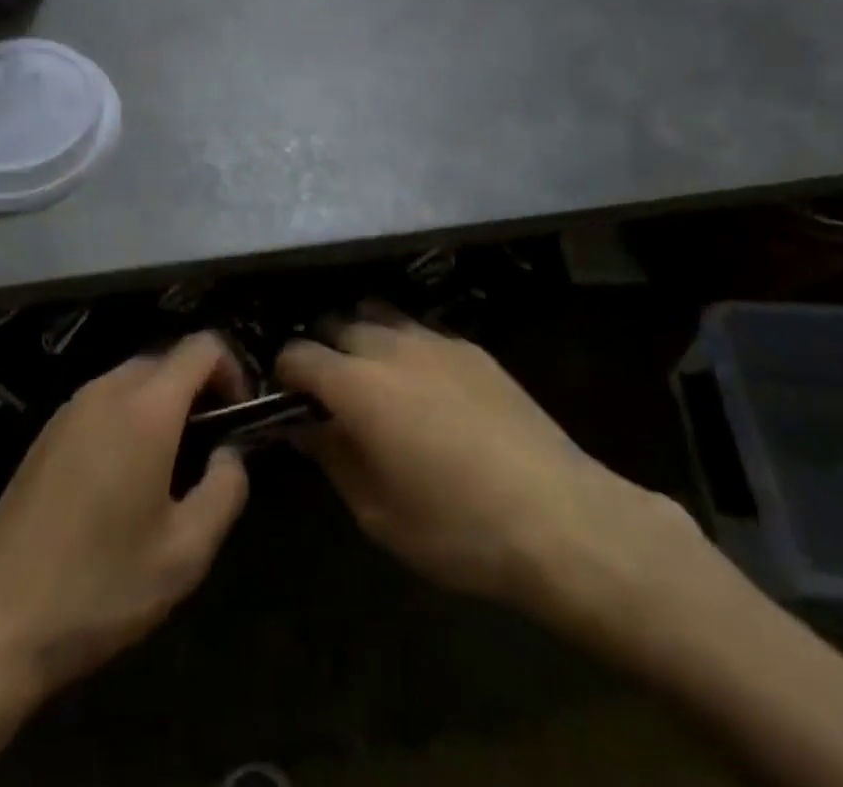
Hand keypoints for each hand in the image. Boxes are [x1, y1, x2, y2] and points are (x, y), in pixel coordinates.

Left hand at [0, 332, 249, 698]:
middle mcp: (106, 390)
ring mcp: (70, 408)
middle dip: (199, 390)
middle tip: (209, 449)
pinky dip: (129, 418)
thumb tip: (229, 453)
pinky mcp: (46, 433)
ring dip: (163, 405)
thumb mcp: (186, 552)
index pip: (203, 347)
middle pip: (168, 359)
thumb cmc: (100, 586)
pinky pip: (103, 402)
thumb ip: (226, 488)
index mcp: (146, 407)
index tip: (240, 419)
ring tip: (169, 469)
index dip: (233, 370)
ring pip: (134, 379)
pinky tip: (122, 480)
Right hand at [278, 310, 711, 653]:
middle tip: (329, 390)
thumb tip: (305, 426)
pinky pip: (421, 330)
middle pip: (337, 324)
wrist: (558, 516)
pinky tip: (424, 383)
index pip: (299, 354)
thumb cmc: (456, 527)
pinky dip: (405, 345)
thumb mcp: (377, 512)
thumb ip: (332, 457)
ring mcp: (435, 340)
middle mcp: (389, 346)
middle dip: (323, 349)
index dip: (285, 373)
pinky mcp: (471, 346)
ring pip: (379, 315)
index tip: (286, 398)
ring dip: (363, 337)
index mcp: (356, 385)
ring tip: (372, 376)